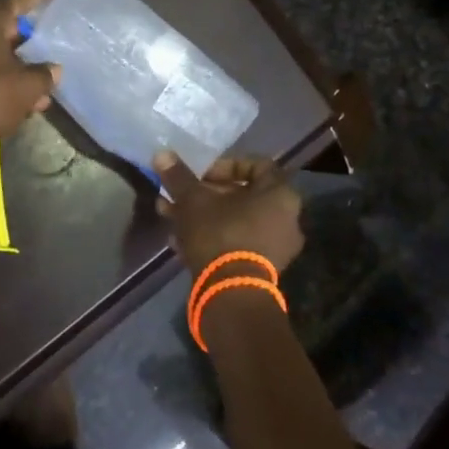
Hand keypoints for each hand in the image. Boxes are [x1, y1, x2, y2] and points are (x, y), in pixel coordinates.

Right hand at [153, 153, 303, 274]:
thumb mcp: (193, 200)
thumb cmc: (220, 234)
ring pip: (235, 220)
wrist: (231, 295)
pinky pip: (237, 243)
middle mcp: (286, 219)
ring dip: (204, 216)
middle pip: (242, 195)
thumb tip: (161, 153)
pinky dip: (212, 238)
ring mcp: (276, 247)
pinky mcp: (263, 271)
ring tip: (171, 217)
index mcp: (280, 194)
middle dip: (206, 194)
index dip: (224, 165)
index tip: (200, 174)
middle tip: (181, 196)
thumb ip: (179, 176)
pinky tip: (179, 242)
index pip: (255, 165)